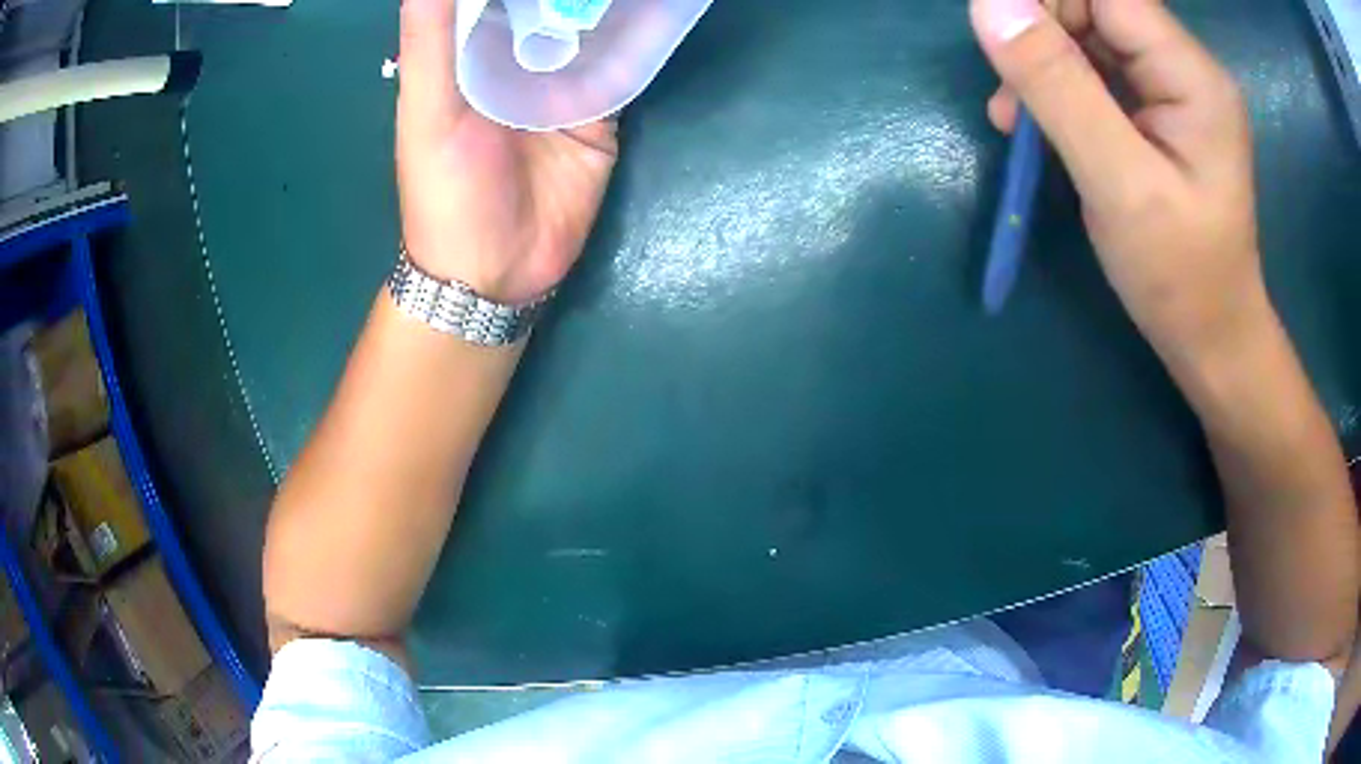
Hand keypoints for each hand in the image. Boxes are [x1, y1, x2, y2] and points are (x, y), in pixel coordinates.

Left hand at [397, 0, 617, 304]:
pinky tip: (654, 9)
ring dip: (607, 4)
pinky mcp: (600, 113)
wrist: (495, 272)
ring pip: (590, 30)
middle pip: (551, 7)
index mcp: (469, 56)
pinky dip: (636, 41)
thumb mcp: (428, 111)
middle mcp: (517, 62)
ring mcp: (562, 85)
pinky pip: (620, 68)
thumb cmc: (446, 192)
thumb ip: (432, 43)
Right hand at [970, 0, 1267, 370]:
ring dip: (1042, 63)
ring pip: (1087, 33)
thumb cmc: (1180, 276)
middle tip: (1011, 98)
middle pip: (1093, 5)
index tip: (1005, 47)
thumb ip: (1058, 86)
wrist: (1212, 338)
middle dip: (1040, 34)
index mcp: (1190, 74)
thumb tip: (989, 2)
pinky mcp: (1156, 109)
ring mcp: (1171, 86)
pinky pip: (1094, 68)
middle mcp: (1183, 65)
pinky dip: (1057, 86)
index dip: (1046, 1)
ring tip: (1016, 119)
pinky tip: (1038, 123)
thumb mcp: (1119, 184)